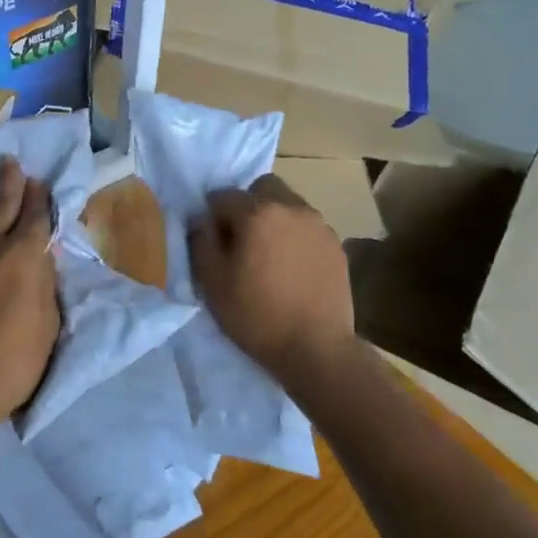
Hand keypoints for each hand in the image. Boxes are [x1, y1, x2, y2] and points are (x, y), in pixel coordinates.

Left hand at [0, 158, 59, 435]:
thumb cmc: (10, 365)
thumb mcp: (46, 327)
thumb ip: (45, 286)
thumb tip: (42, 257)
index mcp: (24, 259)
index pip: (36, 218)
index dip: (41, 198)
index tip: (41, 180)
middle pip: (2, 205)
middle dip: (9, 181)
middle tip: (10, 160)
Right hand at [188, 175, 356, 376]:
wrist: (315, 349)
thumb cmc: (256, 315)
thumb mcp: (212, 281)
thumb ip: (201, 241)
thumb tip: (201, 219)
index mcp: (258, 213)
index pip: (223, 196)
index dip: (213, 218)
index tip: (214, 244)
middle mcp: (291, 208)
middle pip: (262, 189)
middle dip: (247, 206)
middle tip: (242, 242)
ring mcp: (318, 225)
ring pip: (287, 205)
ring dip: (273, 219)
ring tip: (269, 256)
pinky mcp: (336, 244)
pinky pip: (306, 227)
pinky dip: (294, 236)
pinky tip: (291, 268)